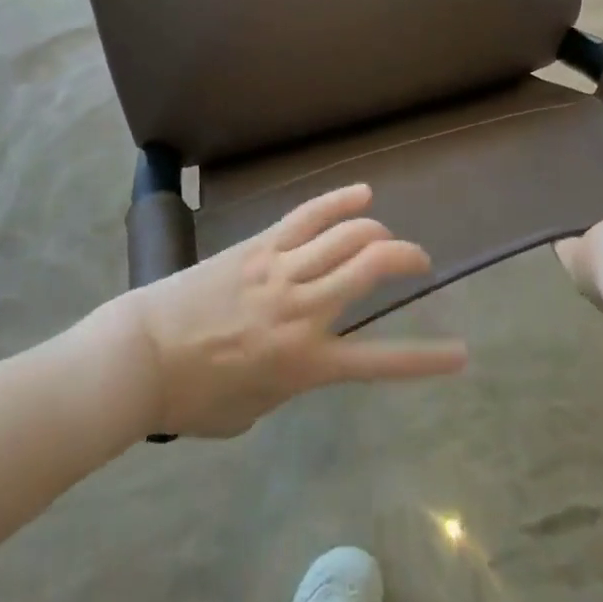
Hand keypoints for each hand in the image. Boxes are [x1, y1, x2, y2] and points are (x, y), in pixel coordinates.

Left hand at [125, 184, 468, 437]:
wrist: (142, 355)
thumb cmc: (194, 396)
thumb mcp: (255, 409)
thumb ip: (290, 378)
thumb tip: (301, 351)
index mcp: (305, 363)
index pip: (379, 360)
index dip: (426, 358)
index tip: (460, 353)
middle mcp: (303, 309)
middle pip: (370, 268)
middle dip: (406, 258)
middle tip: (419, 262)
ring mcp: (282, 268)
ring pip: (346, 235)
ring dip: (377, 231)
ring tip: (389, 236)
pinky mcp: (261, 244)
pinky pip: (308, 215)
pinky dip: (339, 201)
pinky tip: (362, 193)